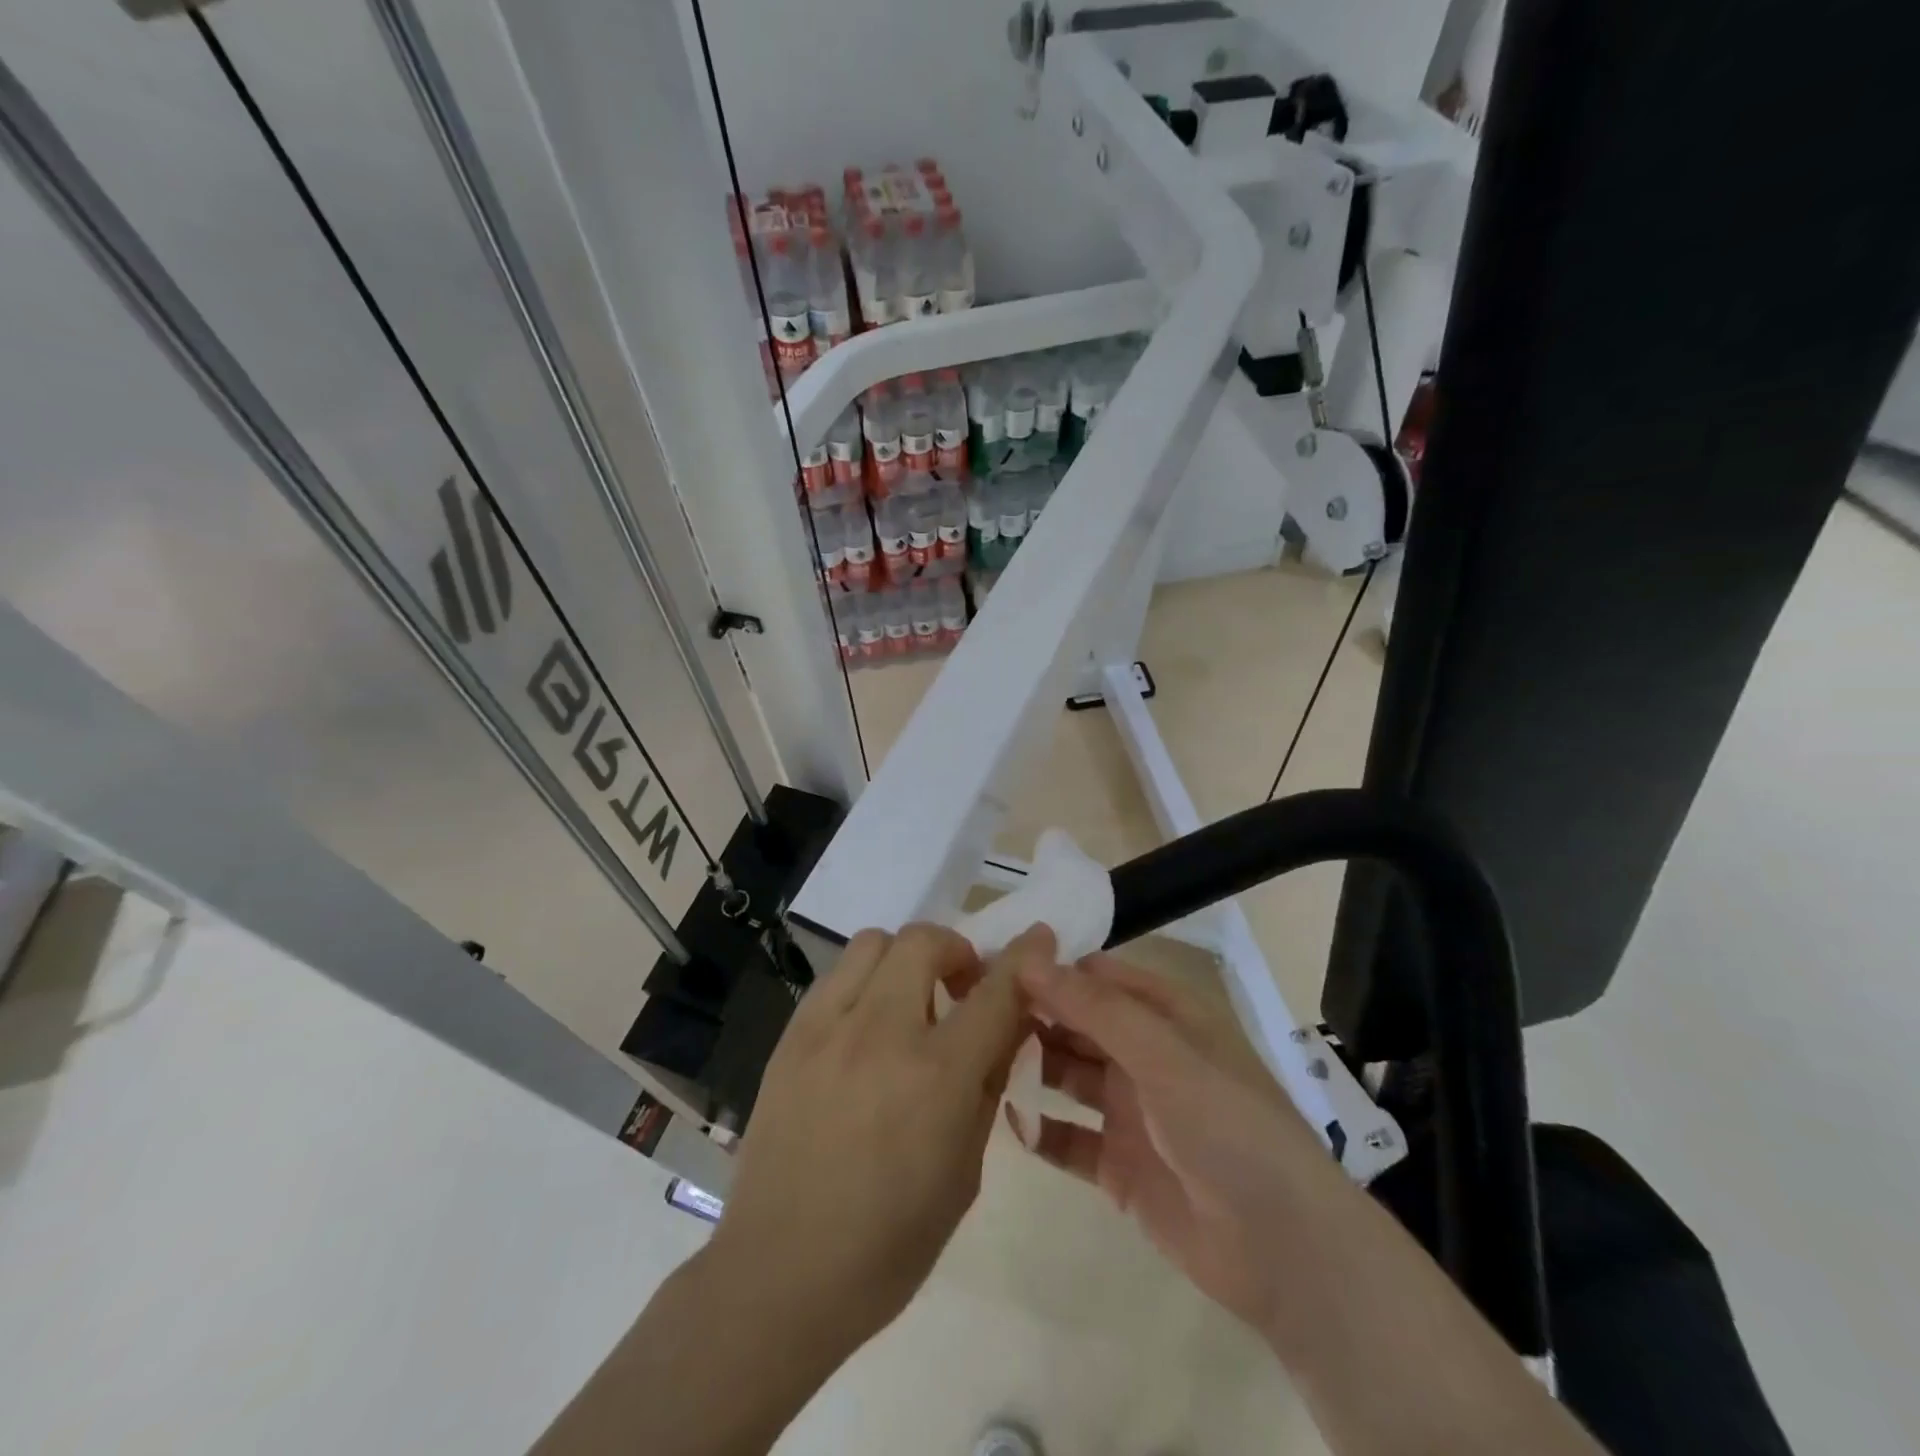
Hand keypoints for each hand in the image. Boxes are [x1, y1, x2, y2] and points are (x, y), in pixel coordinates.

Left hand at [701, 923, 1047, 1361]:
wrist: (780, 1274)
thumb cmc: (889, 1242)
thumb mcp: (965, 1171)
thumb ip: (987, 1086)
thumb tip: (1006, 1028)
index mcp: (938, 1076)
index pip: (996, 991)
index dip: (1024, 958)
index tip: (1038, 938)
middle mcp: (883, 1033)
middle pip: (925, 941)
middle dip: (956, 952)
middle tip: (960, 988)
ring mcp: (828, 1028)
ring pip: (874, 942)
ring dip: (905, 959)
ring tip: (908, 1002)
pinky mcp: (791, 1036)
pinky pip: (836, 976)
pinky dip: (864, 982)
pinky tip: (864, 1027)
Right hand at [1013, 954, 1350, 1339]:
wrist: (1285, 1253)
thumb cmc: (1228, 1128)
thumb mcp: (1163, 1055)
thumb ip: (1094, 1008)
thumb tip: (1030, 958)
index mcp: (1166, 1017)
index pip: (1097, 977)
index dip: (1050, 968)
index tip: (993, 963)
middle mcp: (1145, 1056)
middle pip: (1077, 1024)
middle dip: (1031, 1015)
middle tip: (970, 1011)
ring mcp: (1130, 1112)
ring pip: (1068, 1075)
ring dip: (1030, 1066)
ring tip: (976, 1058)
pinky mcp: (1119, 1167)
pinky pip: (1069, 1138)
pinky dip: (1040, 1128)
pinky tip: (1006, 1118)